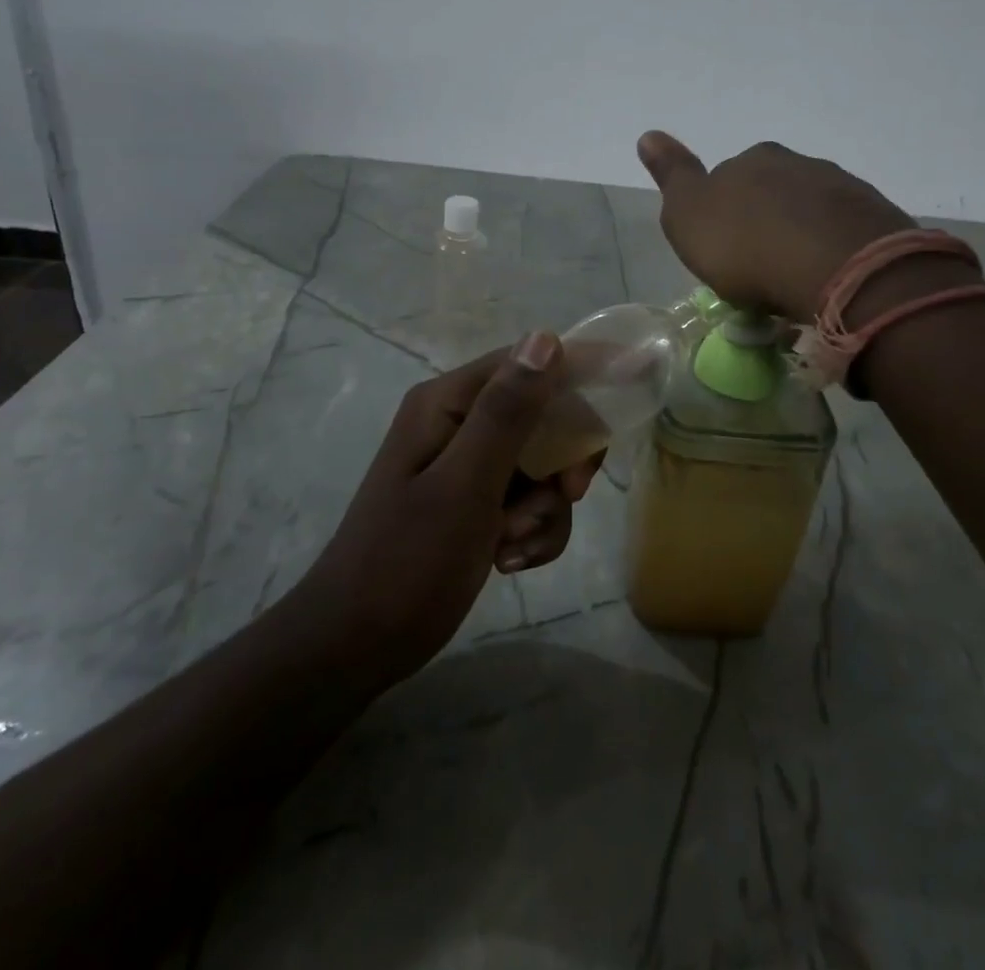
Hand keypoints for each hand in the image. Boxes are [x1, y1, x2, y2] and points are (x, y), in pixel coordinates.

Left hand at [301, 335, 602, 684]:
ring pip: (541, 465)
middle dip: (562, 461)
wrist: (356, 646)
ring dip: (544, 508)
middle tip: (567, 496)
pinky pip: (527, 500)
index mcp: (448, 403)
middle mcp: (458, 422)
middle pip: (542, 415)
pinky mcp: (475, 502)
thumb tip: (546, 338)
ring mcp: (467, 464)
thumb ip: (506, 413)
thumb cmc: (406, 563)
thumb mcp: (464, 486)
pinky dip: (531, 530)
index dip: (580, 375)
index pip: (529, 363)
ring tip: (512, 545)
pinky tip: (507, 561)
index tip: (628, 396)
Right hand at [637, 131, 921, 322]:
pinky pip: (843, 233)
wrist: (837, 268)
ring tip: (794, 281)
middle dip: (764, 222)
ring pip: (811, 211)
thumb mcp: (688, 215)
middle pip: (773, 192)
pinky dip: (831, 251)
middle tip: (758, 270)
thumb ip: (672, 175)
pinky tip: (827, 280)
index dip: (722, 214)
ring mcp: (842, 188)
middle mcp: (799, 163)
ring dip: (800, 236)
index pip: (728, 178)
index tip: (723, 251)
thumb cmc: (746, 246)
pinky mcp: (877, 219)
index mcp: (752, 159)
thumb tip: (648, 134)